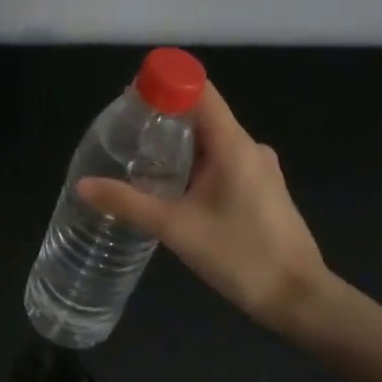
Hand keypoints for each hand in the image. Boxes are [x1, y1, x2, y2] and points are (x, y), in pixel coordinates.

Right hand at [77, 82, 326, 335]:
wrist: (299, 298)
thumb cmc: (240, 255)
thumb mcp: (175, 228)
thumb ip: (127, 203)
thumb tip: (83, 184)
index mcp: (233, 144)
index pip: (199, 91)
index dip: (165, 83)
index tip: (131, 96)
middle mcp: (249, 147)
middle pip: (202, 114)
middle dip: (163, 117)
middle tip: (124, 133)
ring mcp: (260, 169)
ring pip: (211, 140)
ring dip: (178, 144)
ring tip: (140, 160)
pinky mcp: (262, 189)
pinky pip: (223, 161)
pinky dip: (195, 164)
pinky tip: (172, 187)